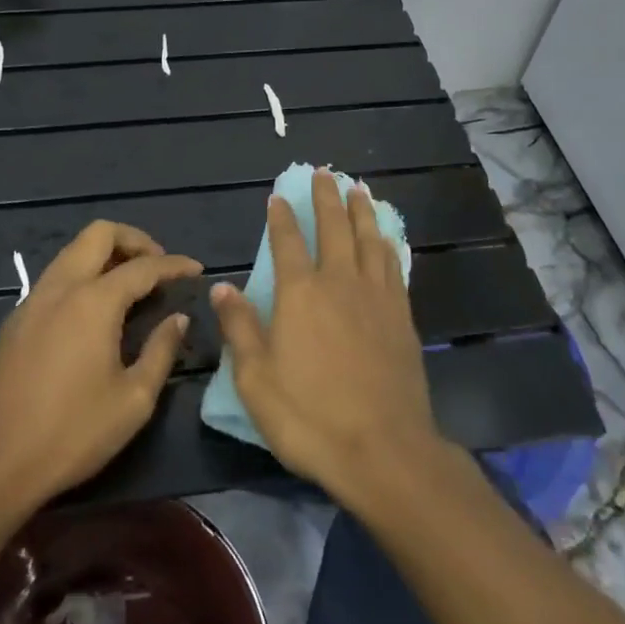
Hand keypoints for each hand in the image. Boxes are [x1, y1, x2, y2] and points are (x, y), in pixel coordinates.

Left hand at [0, 221, 198, 515]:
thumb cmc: (73, 433)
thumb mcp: (134, 399)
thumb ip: (161, 350)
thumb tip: (178, 319)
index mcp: (93, 302)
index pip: (143, 267)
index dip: (174, 265)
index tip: (196, 269)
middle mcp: (61, 287)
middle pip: (98, 234)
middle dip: (134, 239)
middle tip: (157, 265)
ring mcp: (32, 300)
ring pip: (72, 251)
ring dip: (104, 254)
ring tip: (130, 282)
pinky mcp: (15, 320)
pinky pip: (54, 277)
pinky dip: (81, 275)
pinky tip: (93, 309)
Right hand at [210, 170, 445, 504]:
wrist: (384, 451)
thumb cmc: (309, 416)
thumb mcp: (256, 378)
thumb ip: (240, 327)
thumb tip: (223, 286)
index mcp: (300, 293)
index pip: (288, 242)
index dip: (282, 217)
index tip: (279, 196)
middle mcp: (339, 283)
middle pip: (334, 228)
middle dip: (327, 197)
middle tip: (325, 172)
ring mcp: (376, 297)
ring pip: (369, 239)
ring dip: (362, 211)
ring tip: (359, 189)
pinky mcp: (402, 317)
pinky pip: (394, 267)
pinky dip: (388, 245)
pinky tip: (388, 239)